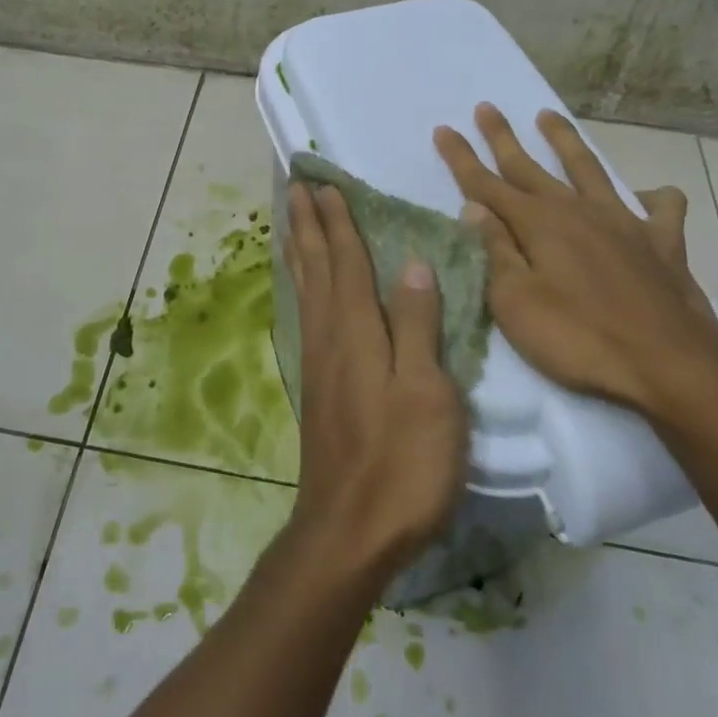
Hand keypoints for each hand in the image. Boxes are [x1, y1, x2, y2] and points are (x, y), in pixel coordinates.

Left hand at [282, 181, 468, 586]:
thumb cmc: (402, 463)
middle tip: (296, 187)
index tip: (324, 184)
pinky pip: (305, 315)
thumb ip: (417, 325)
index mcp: (357, 331)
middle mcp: (329, 336)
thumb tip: (411, 262)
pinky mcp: (317, 387)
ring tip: (290, 222)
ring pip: (305, 289)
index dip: (338, 221)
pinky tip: (304, 289)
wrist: (350, 532)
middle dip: (308, 224)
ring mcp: (318, 362)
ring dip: (299, 250)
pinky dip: (301, 287)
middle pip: (316, 266)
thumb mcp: (427, 393)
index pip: (346, 261)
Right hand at [433, 104, 717, 418]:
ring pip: (588, 169)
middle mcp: (577, 210)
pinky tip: (646, 196)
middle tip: (486, 107)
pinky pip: (661, 209)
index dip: (461, 157)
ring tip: (547, 115)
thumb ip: (495, 251)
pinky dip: (653, 197)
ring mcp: (623, 222)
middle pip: (529, 167)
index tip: (443, 129)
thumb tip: (473, 208)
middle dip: (502, 137)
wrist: (670, 367)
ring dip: (565, 141)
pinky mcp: (662, 244)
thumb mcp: (516, 303)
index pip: (486, 184)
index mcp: (538, 224)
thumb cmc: (579, 339)